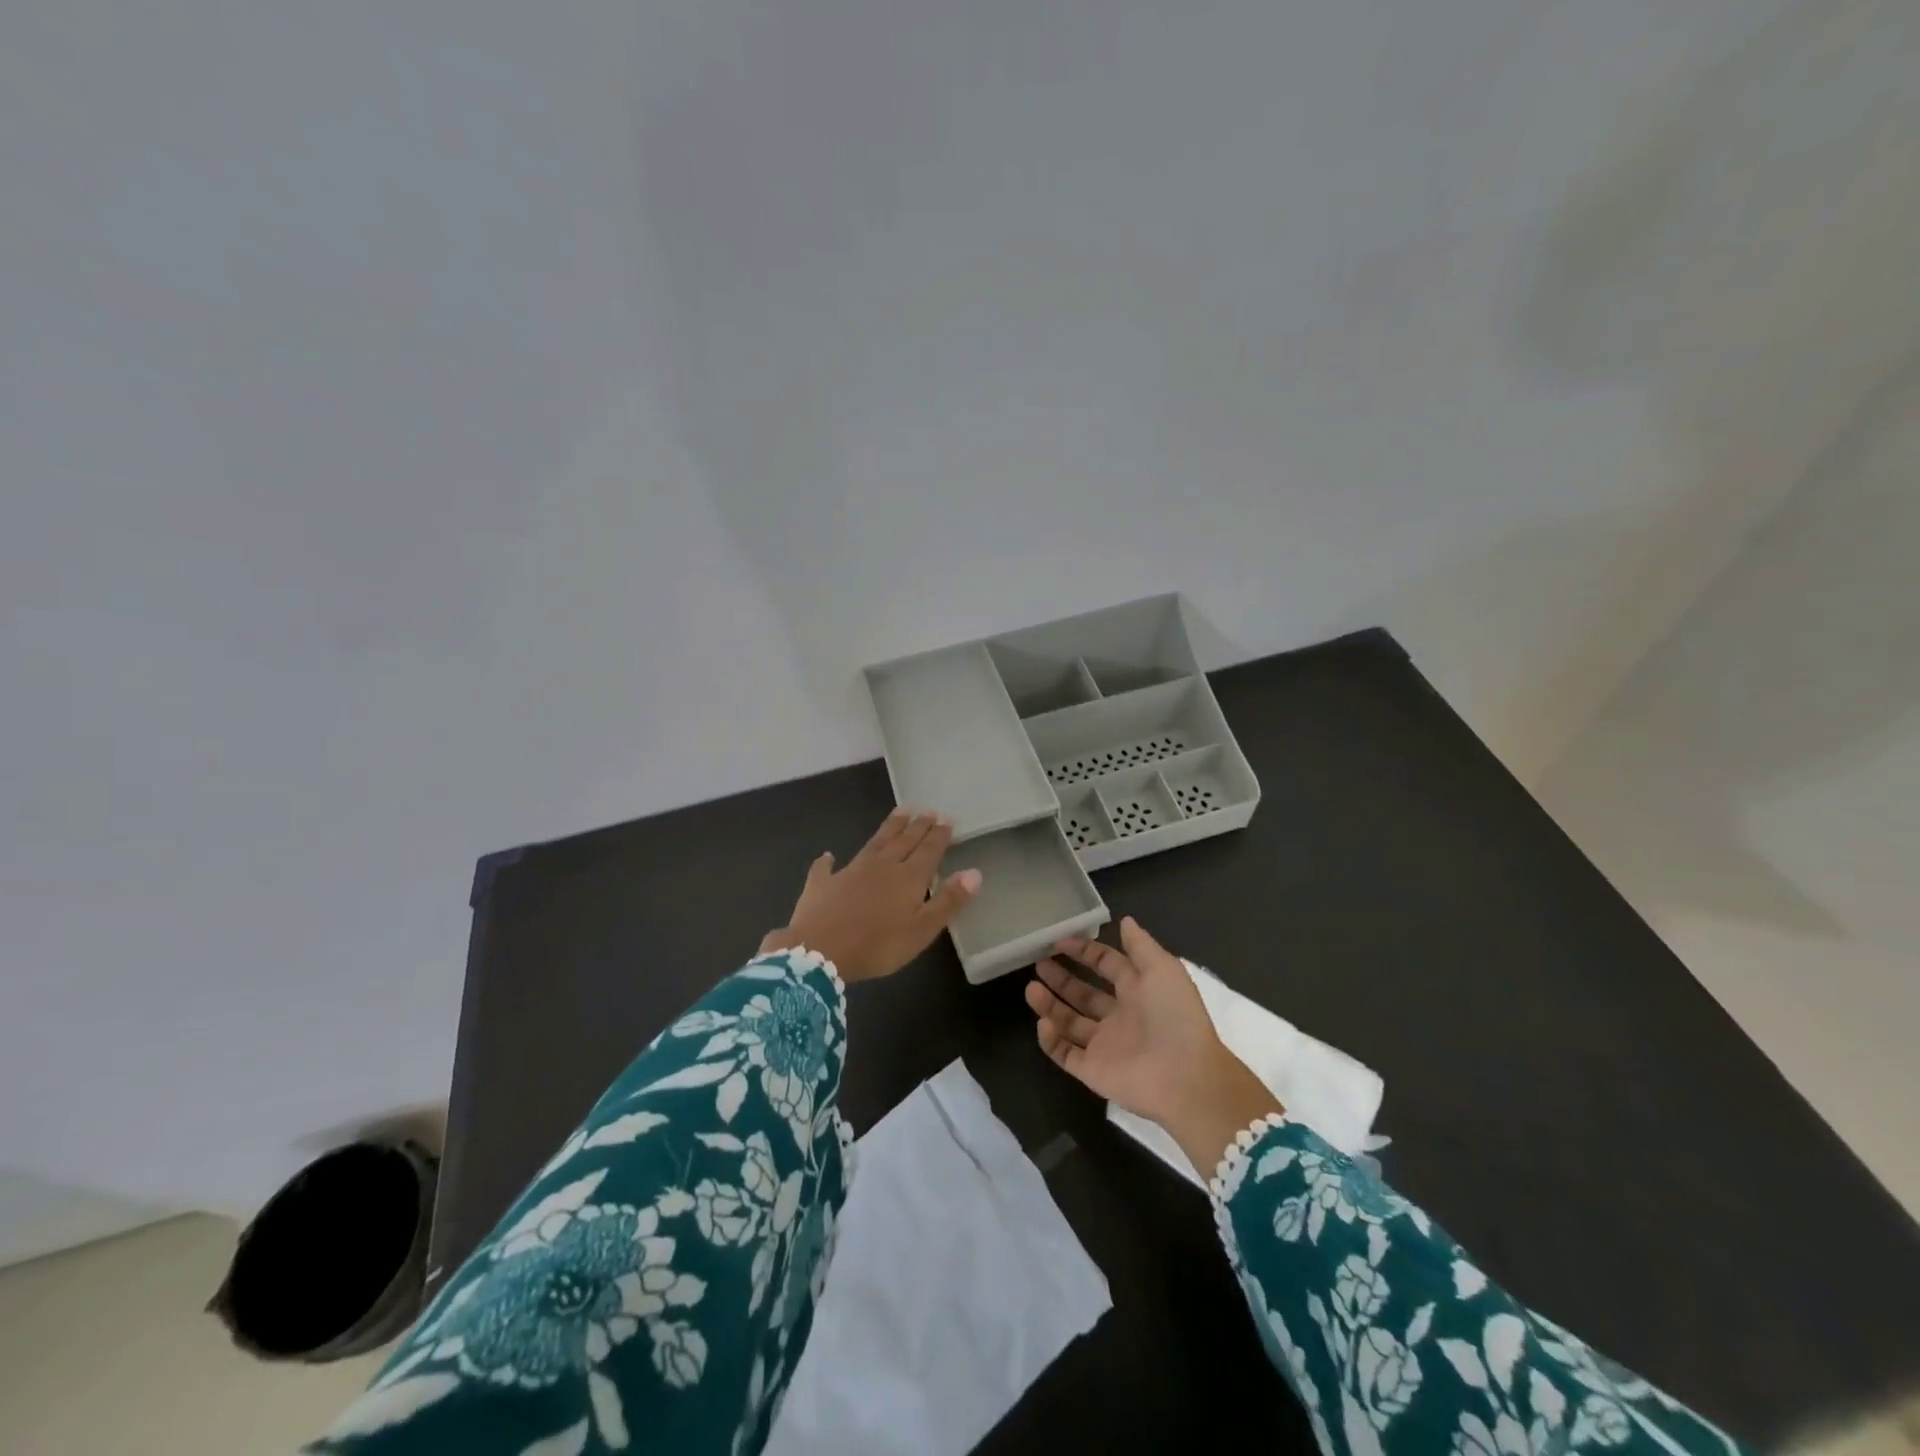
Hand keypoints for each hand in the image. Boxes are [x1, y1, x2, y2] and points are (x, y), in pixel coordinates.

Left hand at [759, 808, 982, 982]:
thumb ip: (948, 900)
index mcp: (908, 877)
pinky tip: (828, 856)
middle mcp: (881, 866)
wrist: (819, 952)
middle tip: (927, 810)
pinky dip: (828, 861)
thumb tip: (975, 872)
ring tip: (899, 812)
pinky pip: (825, 868)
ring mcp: (850, 872)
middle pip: (903, 841)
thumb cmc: (878, 945)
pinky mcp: (822, 884)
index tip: (947, 819)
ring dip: (888, 828)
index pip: (928, 850)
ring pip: (874, 843)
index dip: (939, 835)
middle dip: (917, 826)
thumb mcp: (922, 929)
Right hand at [1026, 917, 1281, 1174]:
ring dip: (1049, 1005)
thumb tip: (1125, 920)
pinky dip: (1050, 1040)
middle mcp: (1120, 1017)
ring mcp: (1105, 1046)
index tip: (1059, 941)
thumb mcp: (1163, 969)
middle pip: (1084, 994)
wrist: (1184, 1077)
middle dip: (1062, 978)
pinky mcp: (1093, 1071)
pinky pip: (1065, 1054)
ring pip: (1069, 1023)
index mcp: (1138, 991)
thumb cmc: (1174, 1016)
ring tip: (1031, 988)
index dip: (1085, 952)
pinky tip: (1042, 1022)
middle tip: (1038, 963)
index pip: (1107, 966)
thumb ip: (1140, 945)